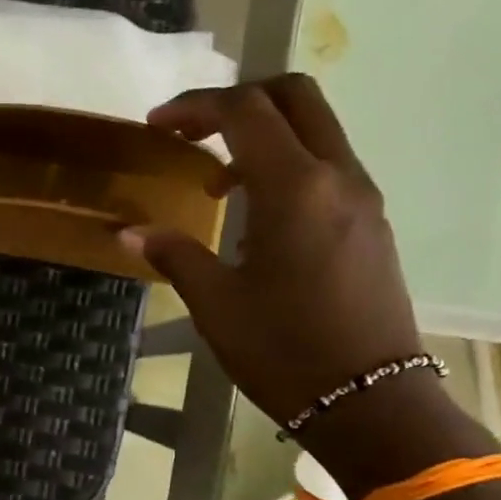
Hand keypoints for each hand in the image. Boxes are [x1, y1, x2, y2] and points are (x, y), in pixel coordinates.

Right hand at [122, 75, 423, 426]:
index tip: (156, 125)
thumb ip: (174, 254)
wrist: (371, 401)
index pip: (245, 111)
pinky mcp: (372, 223)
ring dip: (264, 134)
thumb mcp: (216, 304)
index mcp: (294, 188)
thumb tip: (128, 231)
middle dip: (239, 99)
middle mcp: (337, 177)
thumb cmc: (284, 351)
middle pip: (295, 97)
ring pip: (316, 129)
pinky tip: (257, 213)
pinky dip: (288, 163)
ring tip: (218, 180)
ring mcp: (363, 198)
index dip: (195, 106)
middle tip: (193, 131)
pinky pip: (328, 165)